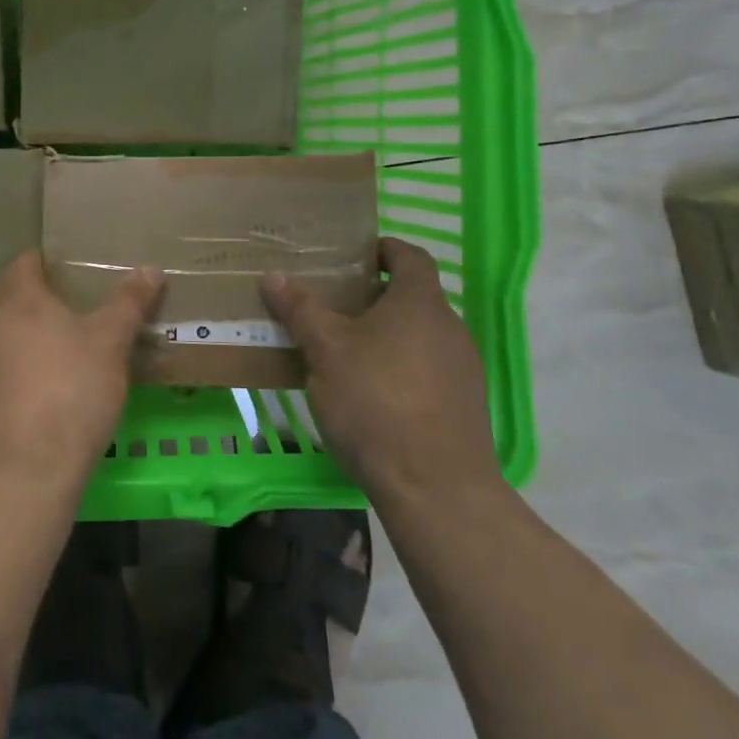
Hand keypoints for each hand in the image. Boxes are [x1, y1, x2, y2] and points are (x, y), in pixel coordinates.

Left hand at [0, 252, 163, 497]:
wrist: (21, 476)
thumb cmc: (70, 393)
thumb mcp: (111, 344)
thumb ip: (128, 303)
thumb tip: (150, 269)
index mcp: (16, 299)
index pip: (25, 261)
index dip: (48, 262)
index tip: (74, 273)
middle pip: (4, 295)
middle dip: (31, 298)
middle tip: (68, 312)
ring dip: (17, 338)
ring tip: (54, 357)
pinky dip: (7, 376)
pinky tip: (33, 400)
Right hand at [263, 237, 502, 502]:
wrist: (436, 489)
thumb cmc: (376, 401)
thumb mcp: (326, 351)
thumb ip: (301, 309)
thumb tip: (273, 275)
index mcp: (420, 302)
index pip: (410, 255)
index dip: (383, 248)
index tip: (353, 254)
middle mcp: (450, 327)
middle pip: (413, 296)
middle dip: (374, 296)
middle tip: (332, 304)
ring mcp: (463, 369)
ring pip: (420, 335)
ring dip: (386, 334)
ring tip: (345, 350)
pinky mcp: (465, 406)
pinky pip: (428, 369)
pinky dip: (401, 367)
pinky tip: (371, 393)